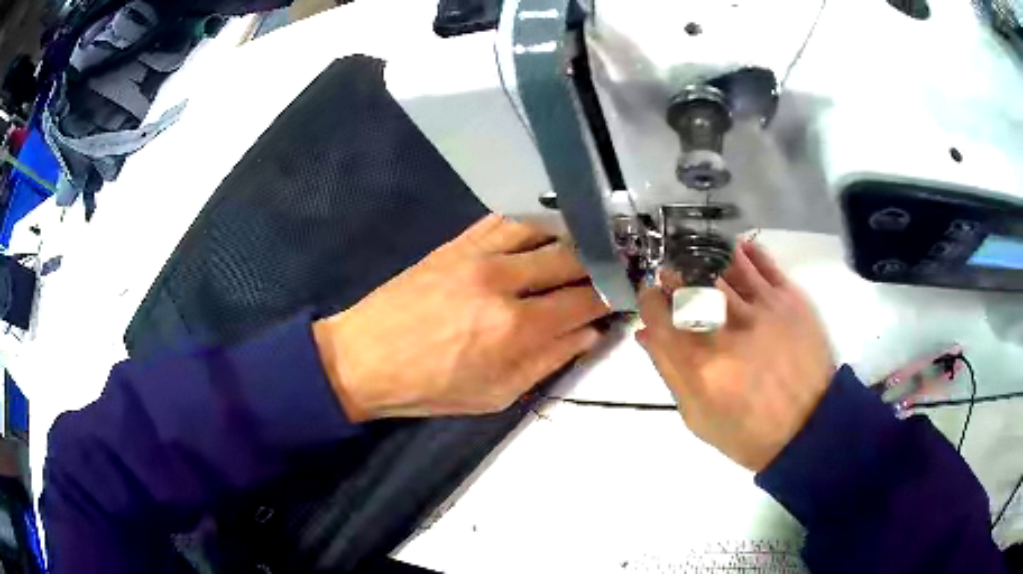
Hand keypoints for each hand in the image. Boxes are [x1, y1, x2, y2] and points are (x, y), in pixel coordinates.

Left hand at [313, 215, 610, 421]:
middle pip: (570, 260)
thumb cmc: (430, 387)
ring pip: (543, 230)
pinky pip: (504, 220)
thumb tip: (589, 335)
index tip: (622, 296)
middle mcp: (503, 282)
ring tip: (586, 244)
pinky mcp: (457, 243)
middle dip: (599, 264)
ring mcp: (477, 255)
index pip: (583, 303)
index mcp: (515, 328)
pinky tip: (545, 228)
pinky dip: (532, 221)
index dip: (610, 299)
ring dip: (571, 236)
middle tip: (612, 267)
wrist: (365, 357)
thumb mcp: (495, 394)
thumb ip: (548, 362)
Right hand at [637, 241, 834, 471]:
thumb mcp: (696, 416)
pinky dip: (745, 251)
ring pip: (725, 265)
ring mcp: (762, 308)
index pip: (659, 314)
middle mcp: (729, 328)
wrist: (808, 427)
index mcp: (700, 363)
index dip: (649, 299)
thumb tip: (646, 333)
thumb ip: (669, 372)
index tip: (651, 298)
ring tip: (702, 261)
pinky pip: (763, 262)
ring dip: (706, 258)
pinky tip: (735, 252)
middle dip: (675, 275)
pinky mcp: (789, 299)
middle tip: (675, 278)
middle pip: (690, 283)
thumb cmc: (746, 431)